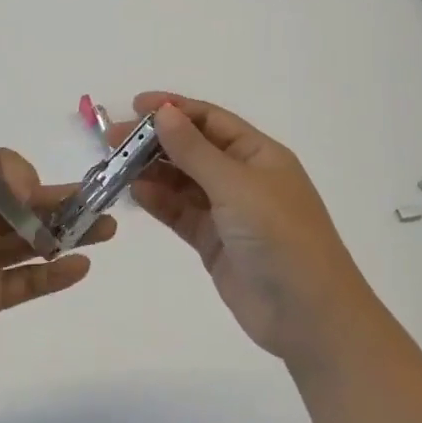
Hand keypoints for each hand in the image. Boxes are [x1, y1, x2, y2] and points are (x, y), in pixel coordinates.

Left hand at [0, 150, 113, 395]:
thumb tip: (5, 185)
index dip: (17, 178)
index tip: (25, 197)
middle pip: (19, 205)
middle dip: (57, 199)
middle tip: (98, 200)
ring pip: (29, 241)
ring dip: (66, 232)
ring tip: (106, 227)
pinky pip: (24, 283)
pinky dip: (53, 275)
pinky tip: (81, 266)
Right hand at [110, 92, 369, 364]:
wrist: (308, 315)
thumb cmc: (279, 236)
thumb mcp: (236, 186)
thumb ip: (194, 150)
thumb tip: (163, 112)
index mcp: (258, 154)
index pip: (210, 120)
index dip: (173, 109)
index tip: (134, 106)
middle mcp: (242, 177)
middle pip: (192, 148)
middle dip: (154, 141)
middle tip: (113, 140)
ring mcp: (227, 211)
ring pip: (182, 181)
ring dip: (152, 171)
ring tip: (116, 166)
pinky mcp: (214, 242)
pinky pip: (180, 213)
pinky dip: (159, 201)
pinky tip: (135, 193)